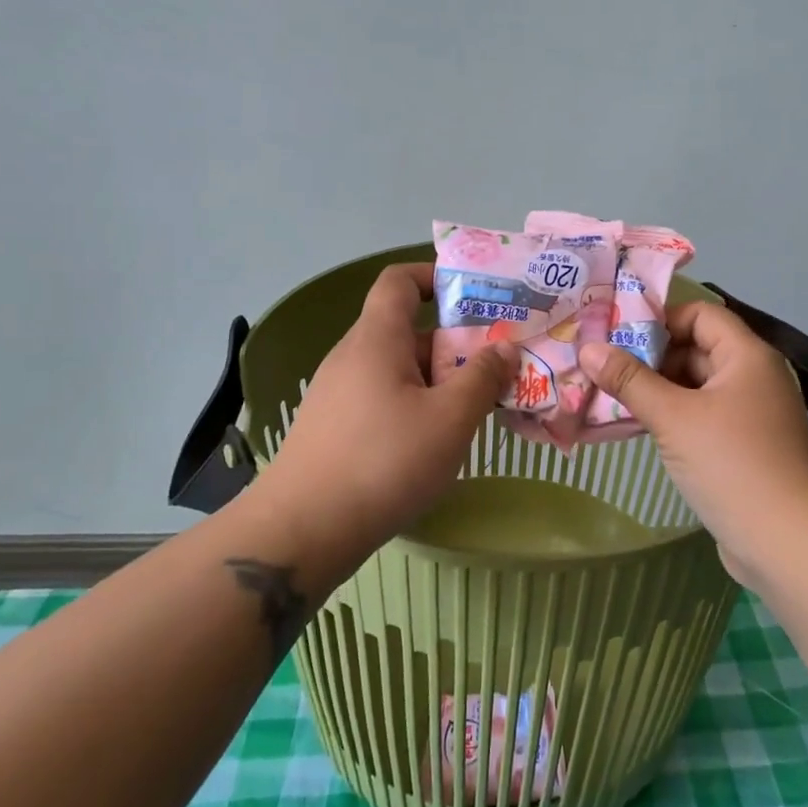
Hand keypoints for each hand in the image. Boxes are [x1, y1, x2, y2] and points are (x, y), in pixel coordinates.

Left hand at [257, 263, 515, 540]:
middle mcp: (353, 357)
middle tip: (499, 366)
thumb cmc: (384, 461)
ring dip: (440, 381)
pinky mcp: (336, 428)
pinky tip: (439, 441)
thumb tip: (505, 348)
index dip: (435, 276)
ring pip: (399, 371)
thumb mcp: (449, 419)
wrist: (302, 530)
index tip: (475, 295)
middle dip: (456, 344)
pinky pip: (385, 400)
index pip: (399, 281)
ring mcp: (340, 395)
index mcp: (377, 339)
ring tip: (479, 407)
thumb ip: (483, 378)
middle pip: (408, 331)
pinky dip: (417, 407)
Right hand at [579, 304, 807, 578]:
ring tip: (609, 398)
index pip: (700, 314)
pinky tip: (637, 428)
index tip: (616, 336)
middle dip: (650, 358)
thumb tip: (588, 348)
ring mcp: (751, 414)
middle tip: (603, 369)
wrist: (787, 543)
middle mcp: (754, 377)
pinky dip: (673, 417)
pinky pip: (702, 417)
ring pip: (697, 387)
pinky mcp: (744, 447)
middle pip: (697, 349)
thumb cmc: (731, 465)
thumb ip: (629, 381)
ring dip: (657, 390)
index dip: (659, 319)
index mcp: (747, 356)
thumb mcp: (673, 418)